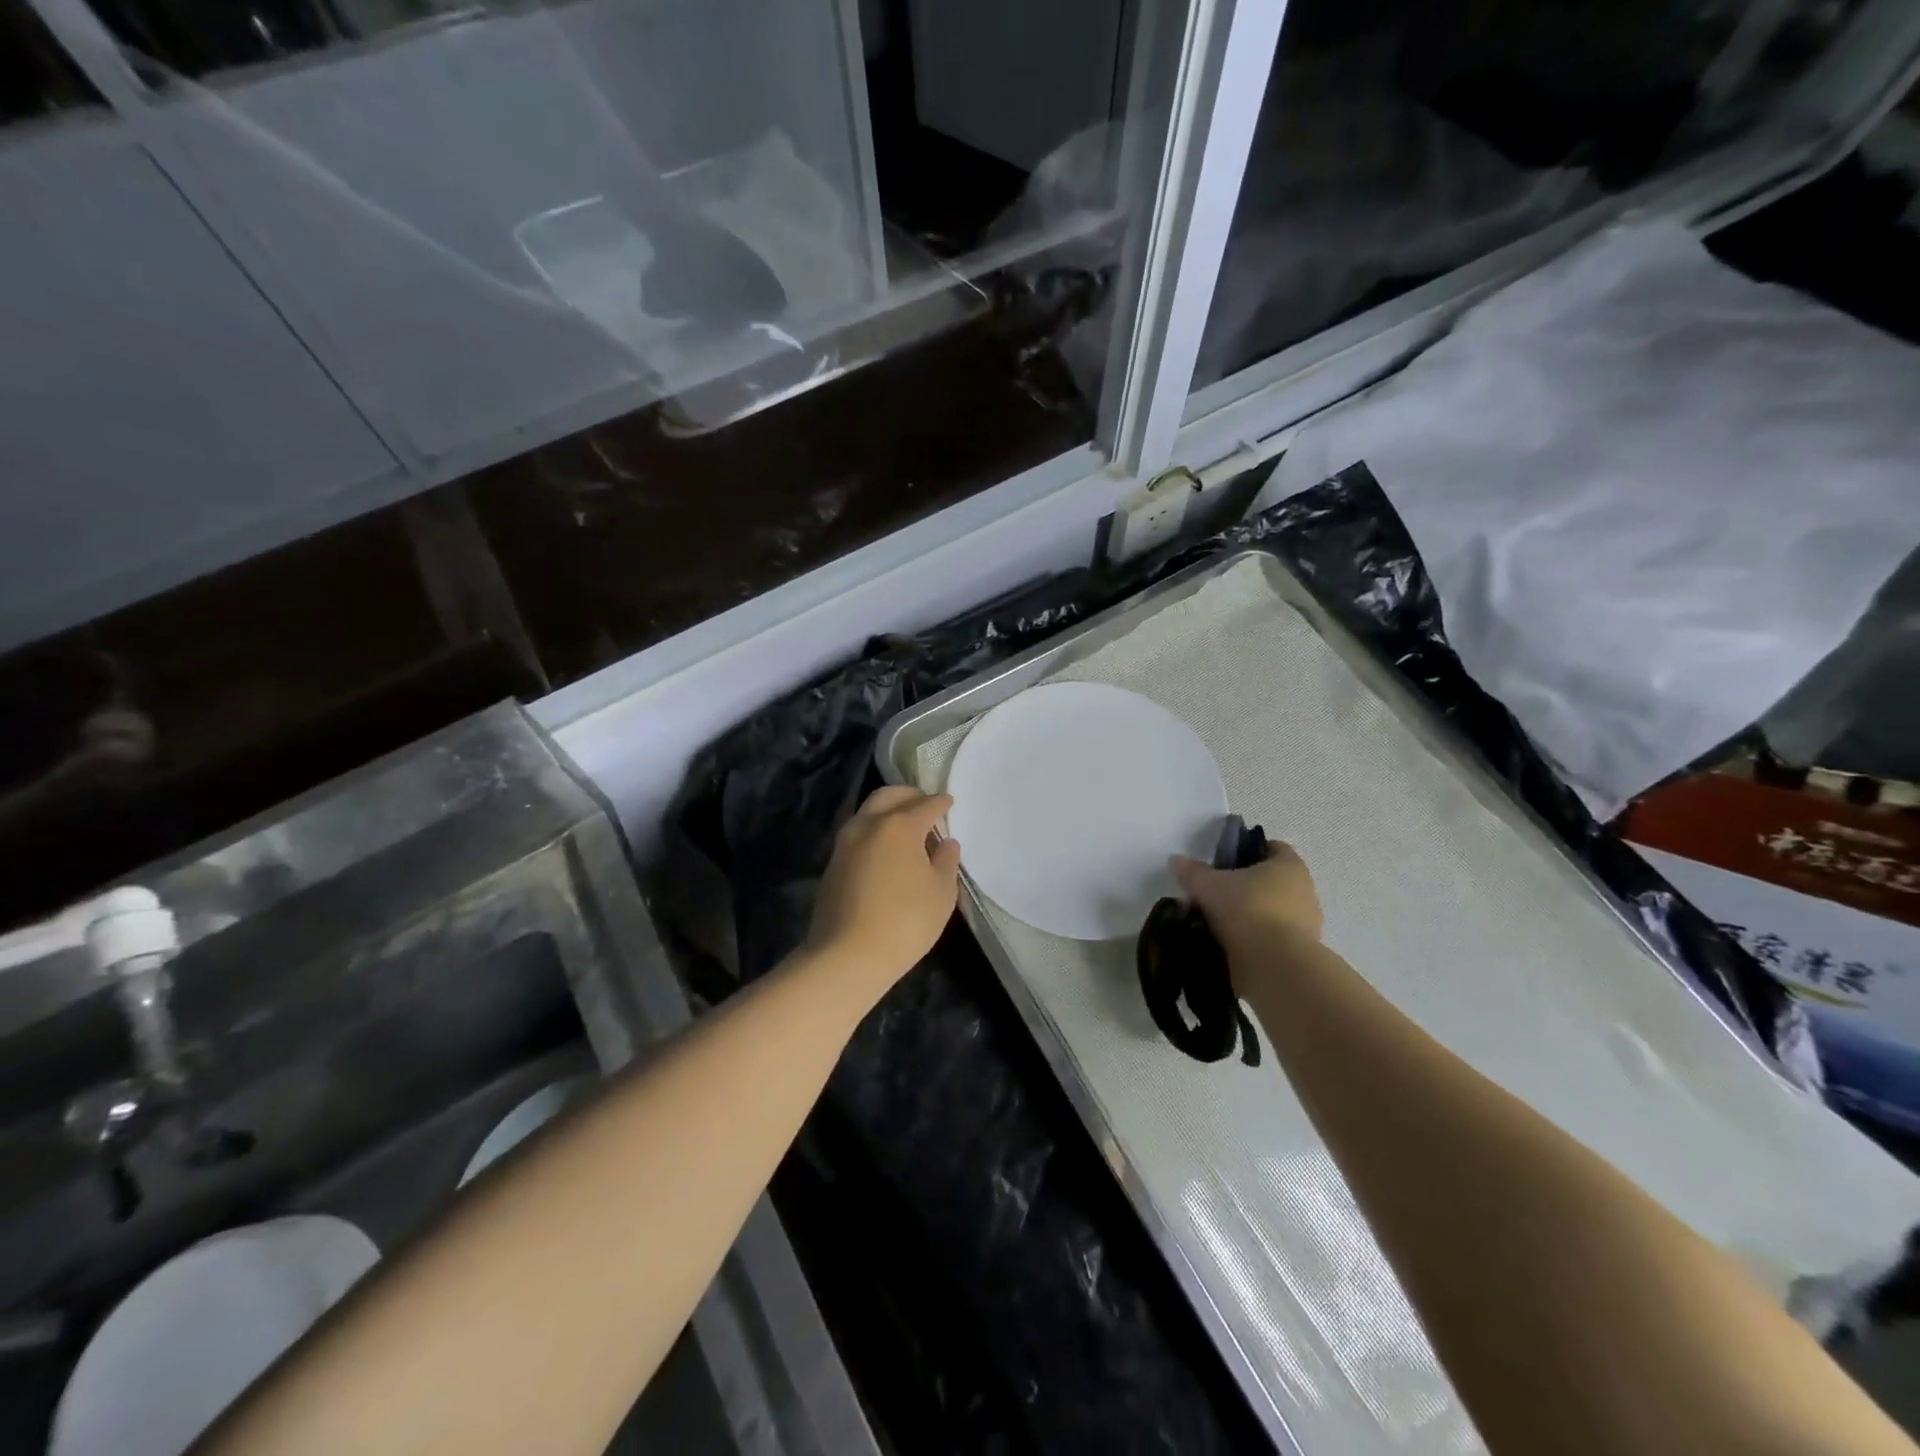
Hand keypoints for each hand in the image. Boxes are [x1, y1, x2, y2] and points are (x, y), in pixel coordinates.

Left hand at [804, 787, 961, 1001]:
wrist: (847, 956)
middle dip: (908, 796)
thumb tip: (945, 843)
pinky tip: (886, 852)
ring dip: (887, 812)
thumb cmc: (905, 921)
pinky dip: (874, 833)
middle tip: (924, 804)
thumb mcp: (942, 893)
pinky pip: (857, 835)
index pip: (925, 805)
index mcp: (899, 826)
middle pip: (888, 796)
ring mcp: (844, 844)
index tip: (949, 802)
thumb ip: (947, 861)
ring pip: (867, 813)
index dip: (940, 803)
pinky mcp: (832, 865)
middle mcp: (868, 825)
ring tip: (906, 829)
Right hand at [1172, 840, 1322, 966]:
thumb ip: (1192, 872)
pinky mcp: (1300, 952)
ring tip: (1217, 924)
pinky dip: (1254, 939)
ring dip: (1249, 915)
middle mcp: (1304, 890)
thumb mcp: (1209, 886)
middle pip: (1270, 881)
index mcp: (1289, 865)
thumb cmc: (1247, 910)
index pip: (1272, 847)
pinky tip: (1230, 946)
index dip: (1247, 851)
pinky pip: (1272, 938)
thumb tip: (1176, 860)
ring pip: (1271, 911)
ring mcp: (1306, 923)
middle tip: (1214, 894)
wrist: (1276, 965)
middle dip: (1244, 886)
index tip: (1222, 862)